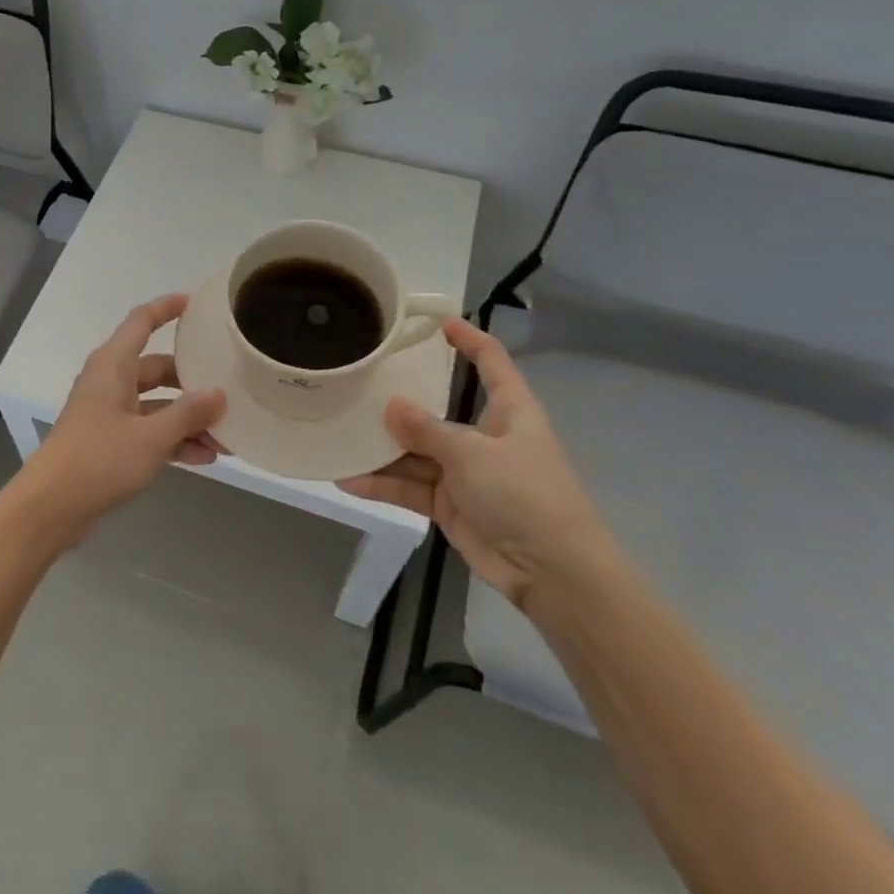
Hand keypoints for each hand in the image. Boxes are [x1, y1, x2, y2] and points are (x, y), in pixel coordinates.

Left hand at [17, 295, 226, 542]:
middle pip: (157, 368)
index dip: (167, 308)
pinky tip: (204, 458)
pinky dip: (173, 440)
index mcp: (113, 365)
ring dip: (188, 419)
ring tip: (226, 437)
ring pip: (157, 404)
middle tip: (228, 390)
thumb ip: (188, 414)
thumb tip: (219, 394)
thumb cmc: (99, 459)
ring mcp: (109, 413)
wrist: (51, 507)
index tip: (196, 302)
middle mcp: (110, 382)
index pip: (142, 321)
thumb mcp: (151, 436)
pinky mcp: (109, 442)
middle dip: (193, 383)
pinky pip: (149, 431)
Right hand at [339, 319, 617, 611]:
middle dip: (401, 402)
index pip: (491, 361)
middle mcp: (485, 436)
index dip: (469, 339)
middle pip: (437, 410)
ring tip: (340, 435)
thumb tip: (390, 404)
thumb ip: (427, 430)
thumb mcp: (472, 454)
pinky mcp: (450, 504)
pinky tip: (348, 478)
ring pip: (416, 452)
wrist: (553, 573)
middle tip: (360, 383)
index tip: (437, 321)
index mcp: (509, 411)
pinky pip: (410, 487)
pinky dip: (382, 484)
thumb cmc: (525, 495)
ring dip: (382, 450)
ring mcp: (465, 472)